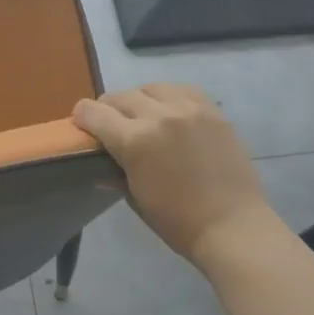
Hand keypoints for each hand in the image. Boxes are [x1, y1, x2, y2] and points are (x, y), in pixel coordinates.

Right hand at [73, 84, 276, 265]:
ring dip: (139, 99)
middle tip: (109, 123)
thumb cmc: (178, 222)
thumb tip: (101, 164)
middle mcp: (160, 115)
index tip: (81, 123)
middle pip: (121, 96)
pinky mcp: (213, 111)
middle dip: (108, 108)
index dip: (82, 116)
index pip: (94, 113)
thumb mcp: (137, 199)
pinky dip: (170, 97)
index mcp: (135, 140)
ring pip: (152, 87)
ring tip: (142, 115)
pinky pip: (183, 90)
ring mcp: (190, 109)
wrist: (233, 227)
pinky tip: (171, 113)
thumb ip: (116, 173)